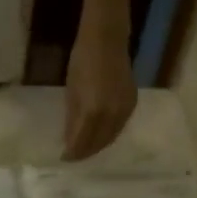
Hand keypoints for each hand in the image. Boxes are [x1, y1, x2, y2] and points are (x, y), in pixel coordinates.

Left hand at [62, 24, 137, 160]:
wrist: (107, 39)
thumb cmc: (82, 60)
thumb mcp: (72, 91)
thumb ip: (73, 118)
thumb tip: (70, 140)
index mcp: (93, 111)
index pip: (83, 141)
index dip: (73, 152)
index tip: (64, 158)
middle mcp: (112, 114)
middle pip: (99, 143)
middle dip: (86, 152)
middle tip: (75, 157)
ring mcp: (125, 109)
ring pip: (111, 137)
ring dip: (98, 146)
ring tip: (86, 149)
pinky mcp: (132, 103)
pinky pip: (120, 127)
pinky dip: (109, 135)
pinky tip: (101, 135)